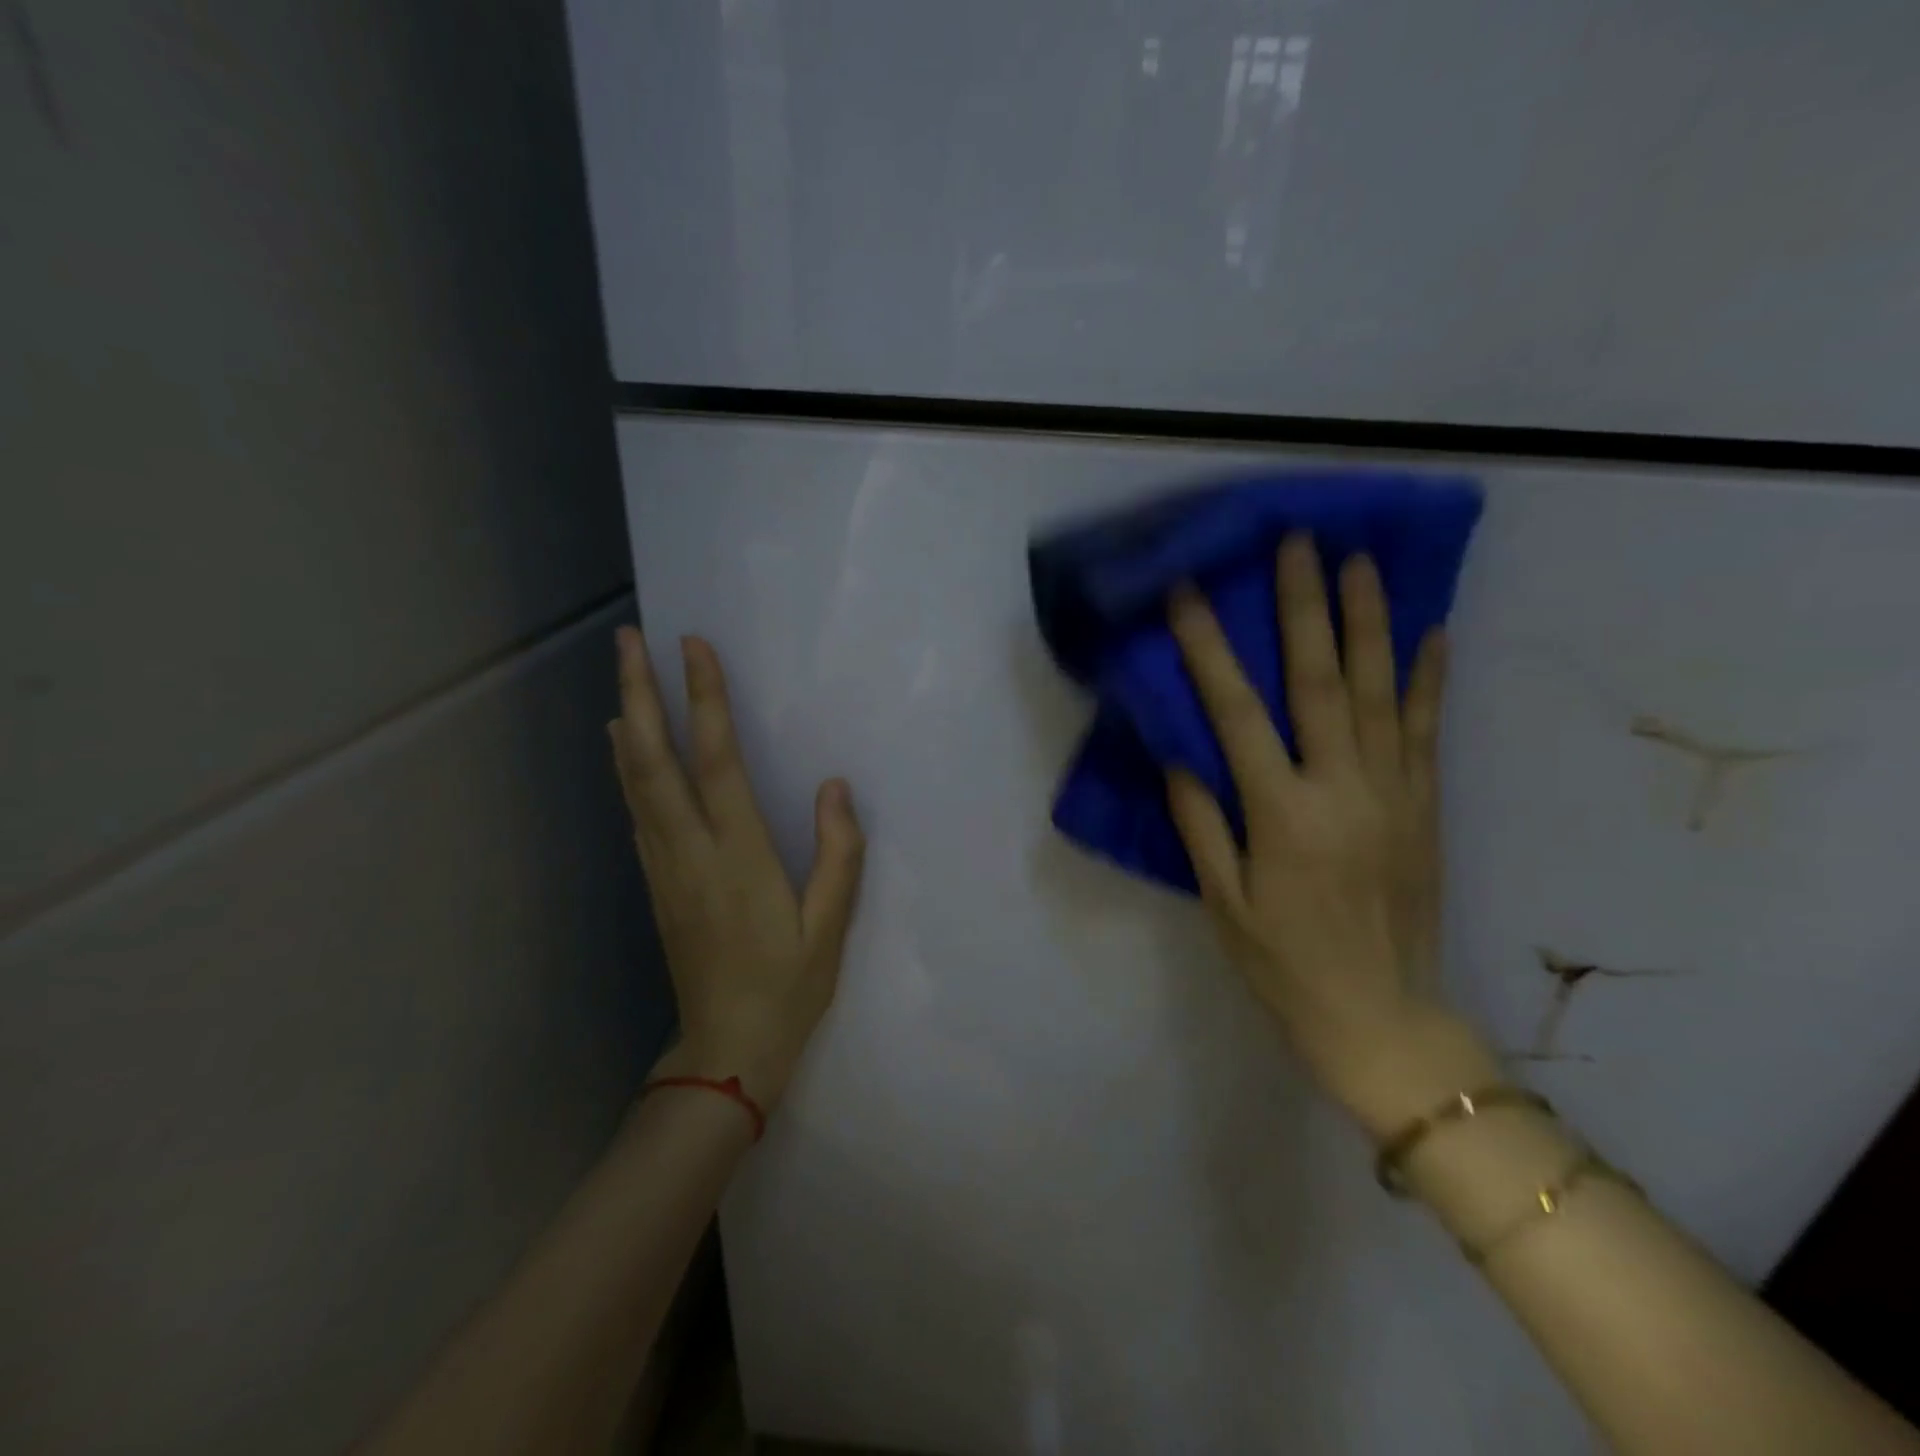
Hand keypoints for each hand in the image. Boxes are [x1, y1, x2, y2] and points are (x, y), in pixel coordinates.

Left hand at [610, 627, 864, 1112]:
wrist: (726, 1050)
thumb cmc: (788, 987)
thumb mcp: (830, 926)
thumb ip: (838, 853)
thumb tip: (835, 786)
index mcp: (738, 855)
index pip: (716, 760)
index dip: (704, 699)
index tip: (694, 647)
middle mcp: (690, 850)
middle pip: (654, 759)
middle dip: (639, 693)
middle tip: (627, 640)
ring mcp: (664, 866)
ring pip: (635, 781)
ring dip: (626, 721)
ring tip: (622, 674)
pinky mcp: (656, 881)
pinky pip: (637, 809)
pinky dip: (627, 767)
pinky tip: (624, 746)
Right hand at [1166, 534, 1493, 1133]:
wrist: (1384, 1019)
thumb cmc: (1285, 965)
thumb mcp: (1223, 904)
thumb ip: (1201, 824)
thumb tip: (1181, 753)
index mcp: (1282, 815)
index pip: (1236, 714)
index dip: (1209, 649)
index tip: (1192, 595)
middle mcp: (1342, 790)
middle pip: (1321, 683)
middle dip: (1305, 608)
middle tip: (1299, 543)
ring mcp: (1394, 794)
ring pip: (1382, 693)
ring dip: (1370, 623)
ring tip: (1361, 561)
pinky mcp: (1426, 807)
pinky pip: (1429, 732)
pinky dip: (1430, 679)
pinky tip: (1432, 632)